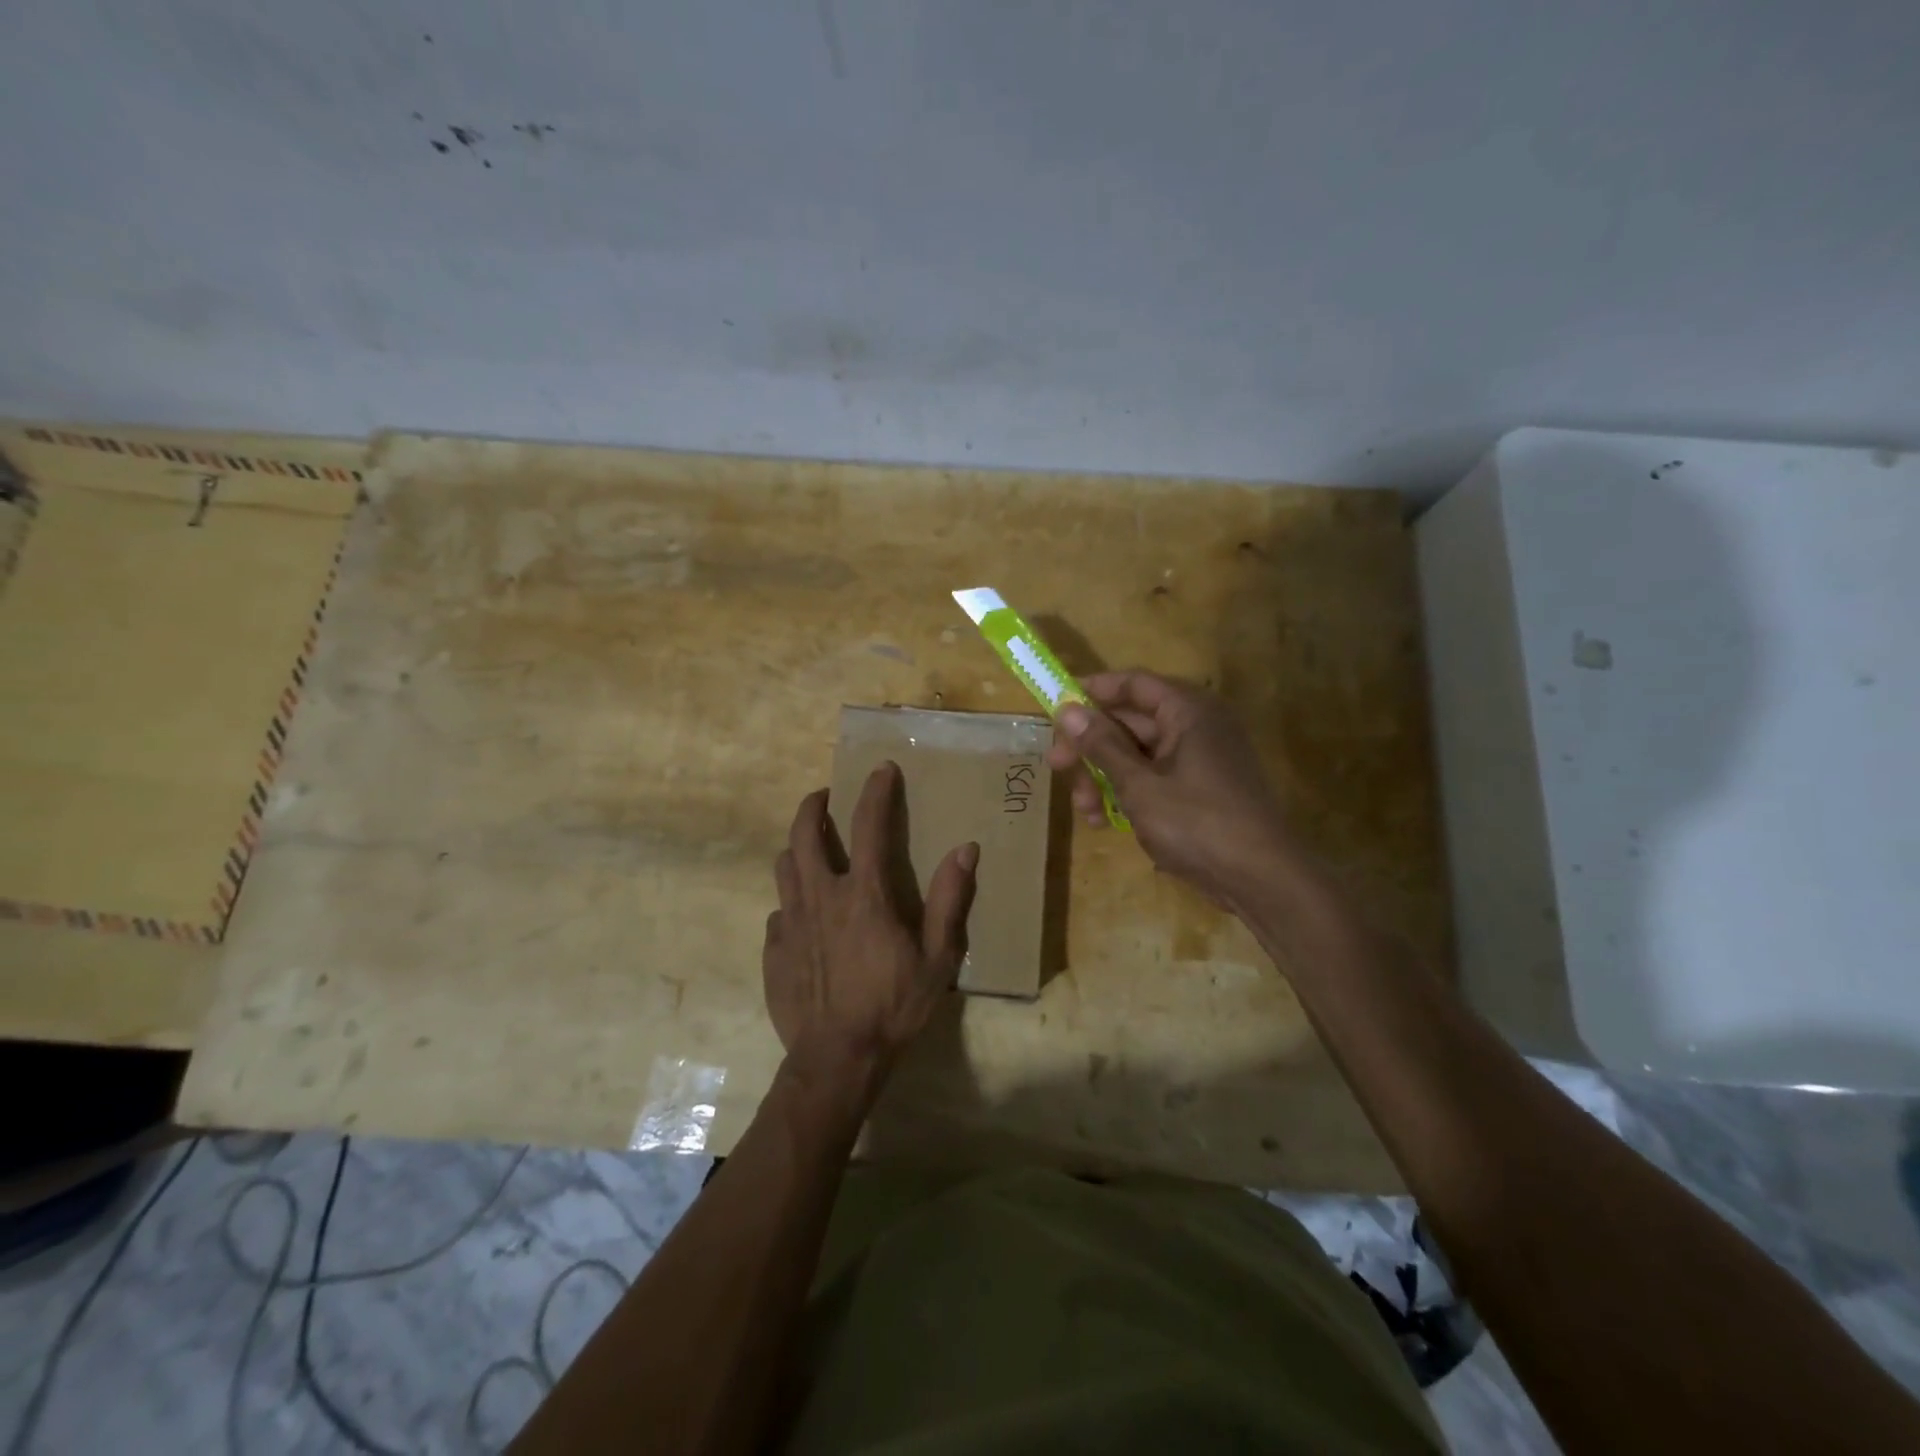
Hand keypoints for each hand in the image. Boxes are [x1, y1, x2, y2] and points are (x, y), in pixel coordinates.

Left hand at [763, 763, 978, 1084]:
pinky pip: (778, 911)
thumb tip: (966, 849)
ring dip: (798, 847)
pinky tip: (803, 916)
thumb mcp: (937, 958)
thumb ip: (949, 900)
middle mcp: (821, 896)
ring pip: (784, 865)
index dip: (876, 791)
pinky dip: (792, 901)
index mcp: (864, 894)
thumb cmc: (893, 1007)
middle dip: (814, 805)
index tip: (881, 769)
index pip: (868, 825)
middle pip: (805, 832)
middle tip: (826, 797)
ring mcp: (791, 922)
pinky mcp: (773, 949)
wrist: (837, 1059)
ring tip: (811, 848)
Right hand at [1046, 671, 1300, 905]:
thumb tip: (1068, 708)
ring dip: (1104, 776)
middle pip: (1130, 722)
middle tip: (1056, 767)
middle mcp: (1195, 726)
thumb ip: (1101, 745)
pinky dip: (1127, 793)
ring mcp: (1199, 759)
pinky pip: (1153, 778)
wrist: (1260, 878)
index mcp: (1187, 710)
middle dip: (1090, 747)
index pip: (1132, 684)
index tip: (1055, 708)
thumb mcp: (1139, 784)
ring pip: (1137, 754)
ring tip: (1084, 810)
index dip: (1091, 692)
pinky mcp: (1199, 789)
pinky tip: (1104, 821)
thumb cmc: (1197, 822)